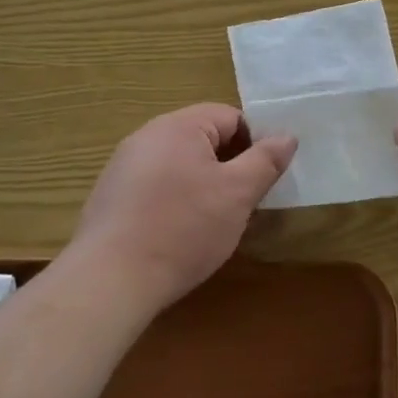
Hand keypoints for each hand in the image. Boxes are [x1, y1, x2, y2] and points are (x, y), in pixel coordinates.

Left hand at [68, 105, 295, 311]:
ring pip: (180, 165)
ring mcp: (123, 167)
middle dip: (229, 167)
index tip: (263, 178)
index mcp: (178, 126)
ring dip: (202, 186)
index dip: (255, 143)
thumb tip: (287, 136)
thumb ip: (265, 160)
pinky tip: (178, 236)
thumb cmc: (183, 228)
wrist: (110, 280)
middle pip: (203, 139)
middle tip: (243, 203)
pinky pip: (155, 188)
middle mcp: (146, 136)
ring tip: (213, 223)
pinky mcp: (110, 198)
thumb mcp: (237, 194)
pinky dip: (174, 203)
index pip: (231, 117)